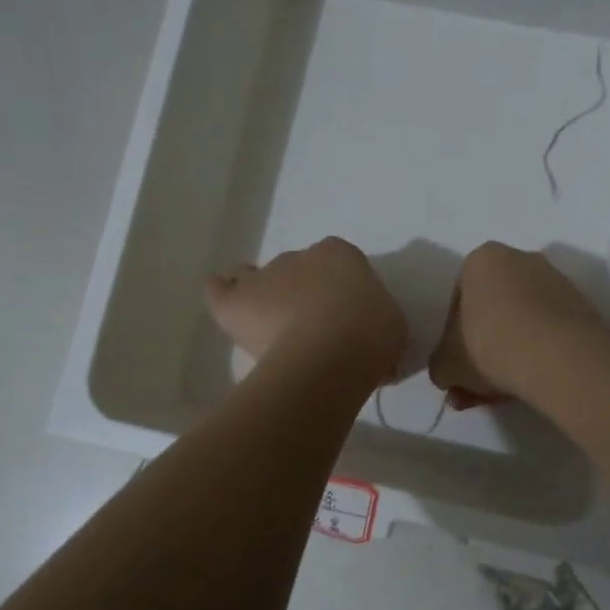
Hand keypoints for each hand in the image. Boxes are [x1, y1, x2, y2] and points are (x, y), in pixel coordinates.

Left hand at [204, 237, 407, 386]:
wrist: (332, 354)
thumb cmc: (371, 336)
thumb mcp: (390, 324)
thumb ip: (373, 319)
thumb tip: (365, 336)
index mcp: (340, 255)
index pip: (337, 265)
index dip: (339, 293)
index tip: (346, 319)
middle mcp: (299, 256)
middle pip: (296, 272)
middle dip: (301, 296)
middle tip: (313, 332)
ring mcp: (263, 277)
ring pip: (257, 278)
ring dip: (262, 295)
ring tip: (270, 325)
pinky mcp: (235, 302)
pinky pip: (218, 290)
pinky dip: (221, 295)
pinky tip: (228, 308)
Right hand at [429, 243, 608, 406]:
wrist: (559, 357)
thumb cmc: (491, 346)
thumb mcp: (447, 364)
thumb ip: (440, 366)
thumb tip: (447, 373)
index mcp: (483, 259)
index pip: (458, 298)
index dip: (453, 336)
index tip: (457, 364)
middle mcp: (522, 259)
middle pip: (493, 310)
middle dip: (482, 349)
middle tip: (475, 385)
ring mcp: (556, 281)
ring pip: (522, 322)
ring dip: (509, 354)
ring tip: (502, 393)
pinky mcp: (582, 307)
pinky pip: (548, 331)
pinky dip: (537, 354)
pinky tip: (529, 382)